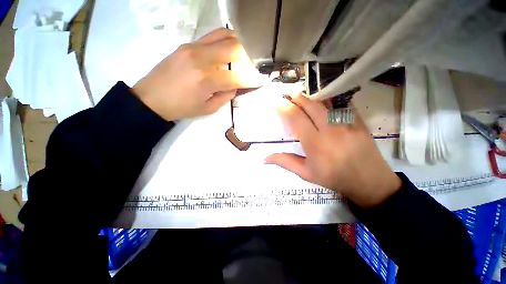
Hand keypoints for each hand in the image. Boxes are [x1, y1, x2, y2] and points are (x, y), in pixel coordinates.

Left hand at [132, 28, 265, 120]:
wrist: (152, 98)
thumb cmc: (181, 108)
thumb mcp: (208, 109)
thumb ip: (226, 96)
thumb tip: (236, 85)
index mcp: (207, 80)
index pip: (238, 76)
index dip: (252, 79)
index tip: (261, 80)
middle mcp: (202, 58)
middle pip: (234, 48)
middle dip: (248, 58)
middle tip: (250, 67)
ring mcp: (194, 47)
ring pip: (224, 35)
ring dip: (238, 44)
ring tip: (241, 55)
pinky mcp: (187, 44)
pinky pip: (212, 36)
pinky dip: (224, 41)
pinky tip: (226, 50)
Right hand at [265, 93, 400, 207]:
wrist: (369, 181)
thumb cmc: (334, 178)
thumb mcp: (306, 174)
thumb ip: (285, 162)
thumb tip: (265, 158)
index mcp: (315, 144)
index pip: (297, 119)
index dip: (286, 108)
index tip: (278, 103)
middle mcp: (330, 130)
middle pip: (311, 106)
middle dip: (297, 96)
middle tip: (287, 91)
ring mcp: (347, 123)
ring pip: (326, 103)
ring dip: (311, 96)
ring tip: (302, 94)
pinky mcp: (359, 121)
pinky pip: (341, 104)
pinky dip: (330, 99)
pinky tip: (323, 98)